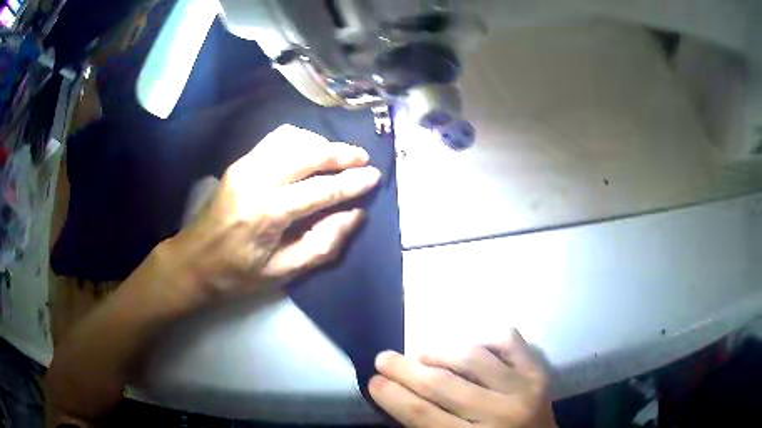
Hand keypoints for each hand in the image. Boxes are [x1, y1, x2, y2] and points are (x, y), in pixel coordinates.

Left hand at [163, 124, 379, 305]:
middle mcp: (256, 180)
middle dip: (341, 154)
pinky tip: (311, 151)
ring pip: (292, 139)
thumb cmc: (238, 274)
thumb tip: (356, 215)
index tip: (375, 177)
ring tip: (340, 156)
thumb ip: (323, 244)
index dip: (351, 183)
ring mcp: (245, 166)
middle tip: (363, 160)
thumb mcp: (283, 272)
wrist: (194, 260)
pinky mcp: (240, 162)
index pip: (320, 190)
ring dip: (321, 144)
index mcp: (267, 213)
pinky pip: (276, 139)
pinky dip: (300, 140)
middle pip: (307, 154)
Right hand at [369, 330, 556, 427]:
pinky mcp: (539, 372)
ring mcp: (525, 389)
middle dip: (405, 369)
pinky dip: (485, 339)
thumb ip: (428, 427)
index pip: (422, 414)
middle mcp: (501, 413)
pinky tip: (471, 348)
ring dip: (440, 352)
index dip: (392, 395)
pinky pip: (508, 341)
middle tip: (384, 358)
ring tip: (423, 355)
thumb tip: (399, 396)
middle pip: (443, 384)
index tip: (373, 380)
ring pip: (473, 357)